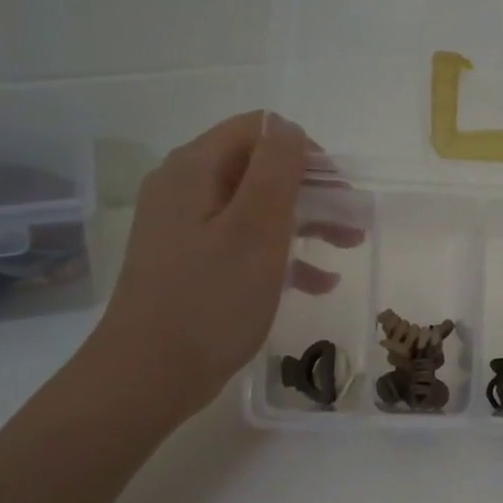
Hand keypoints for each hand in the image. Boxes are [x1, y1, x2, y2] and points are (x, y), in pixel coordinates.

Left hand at [84, 112, 346, 424]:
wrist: (149, 375)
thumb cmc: (210, 298)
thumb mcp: (255, 228)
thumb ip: (277, 168)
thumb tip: (288, 127)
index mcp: (195, 169)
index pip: (258, 130)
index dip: (305, 151)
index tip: (340, 188)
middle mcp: (184, 188)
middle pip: (259, 169)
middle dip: (312, 190)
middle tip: (353, 220)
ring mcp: (184, 229)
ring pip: (255, 209)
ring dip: (305, 222)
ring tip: (347, 246)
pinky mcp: (190, 264)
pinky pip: (242, 244)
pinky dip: (280, 255)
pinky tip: (318, 282)